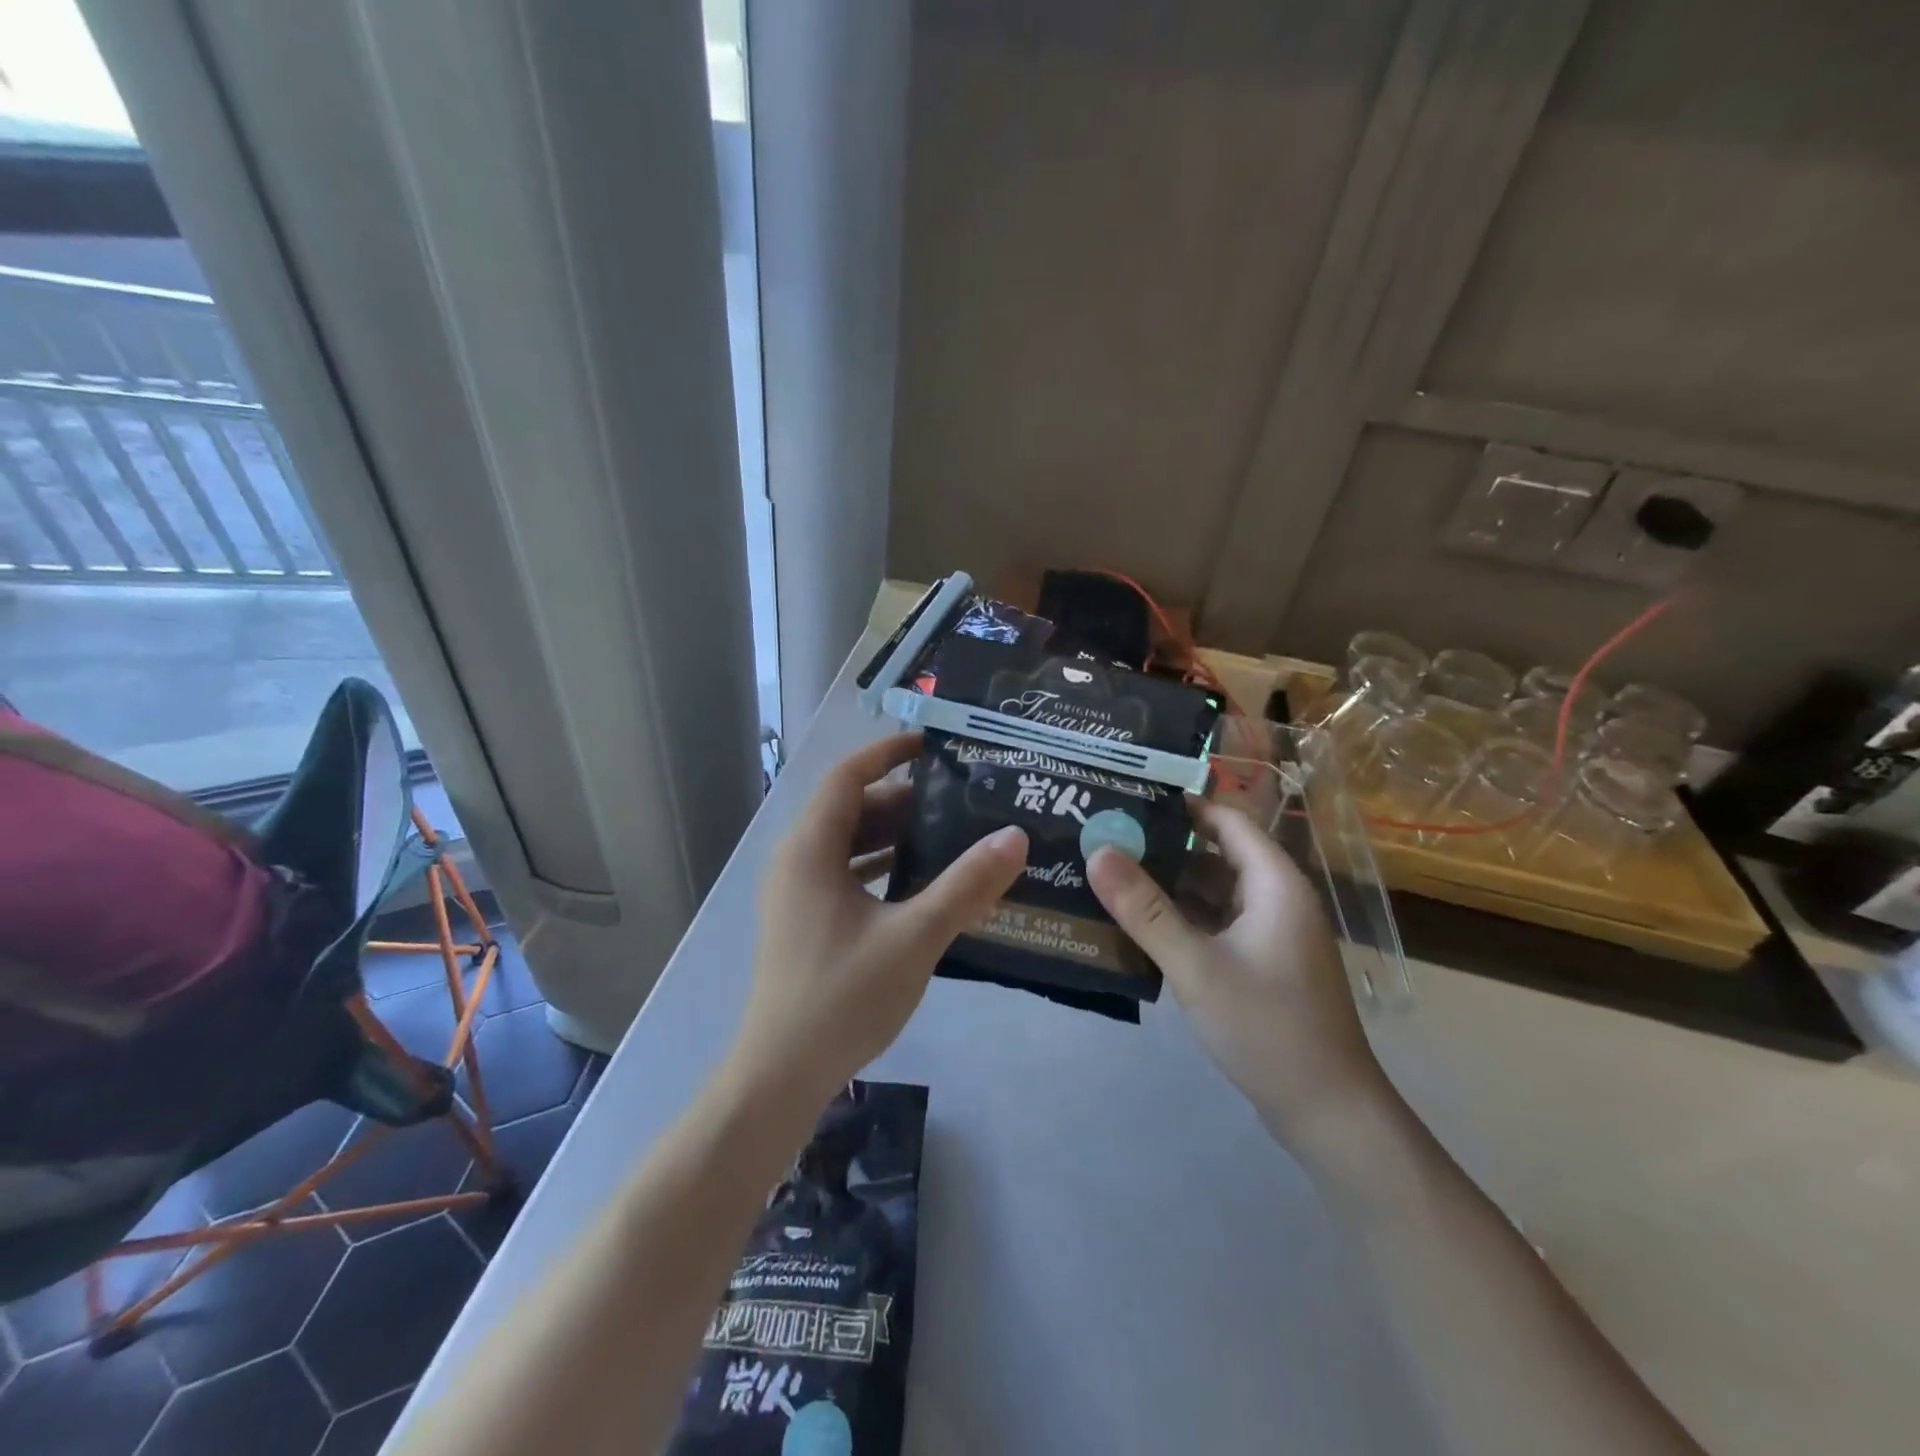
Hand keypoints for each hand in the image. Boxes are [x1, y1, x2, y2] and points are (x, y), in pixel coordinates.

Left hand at [733, 733, 1027, 1106]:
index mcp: (810, 849)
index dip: (887, 753)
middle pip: (852, 810)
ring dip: (896, 837)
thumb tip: (1014, 836)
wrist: (781, 1075)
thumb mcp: (913, 936)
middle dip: (904, 801)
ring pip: (850, 845)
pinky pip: (847, 875)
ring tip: (952, 837)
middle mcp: (797, 861)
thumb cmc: (842, 996)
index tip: (933, 746)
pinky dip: (883, 869)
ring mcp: (798, 893)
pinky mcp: (806, 921)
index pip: (847, 776)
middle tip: (960, 801)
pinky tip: (925, 885)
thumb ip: (965, 885)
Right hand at [1087, 800, 1396, 1155]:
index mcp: (1275, 883)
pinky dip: (1181, 918)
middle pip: (1215, 854)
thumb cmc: (1267, 1028)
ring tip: (1110, 873)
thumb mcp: (1197, 966)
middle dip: (1163, 845)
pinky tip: (1137, 924)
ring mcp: (1269, 933)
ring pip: (1213, 892)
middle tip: (1104, 836)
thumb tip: (1097, 851)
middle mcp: (1276, 898)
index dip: (1181, 804)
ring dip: (1168, 885)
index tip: (1128, 796)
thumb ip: (1145, 909)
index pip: (1226, 820)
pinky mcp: (1260, 963)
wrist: (1328, 1112)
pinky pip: (1215, 924)